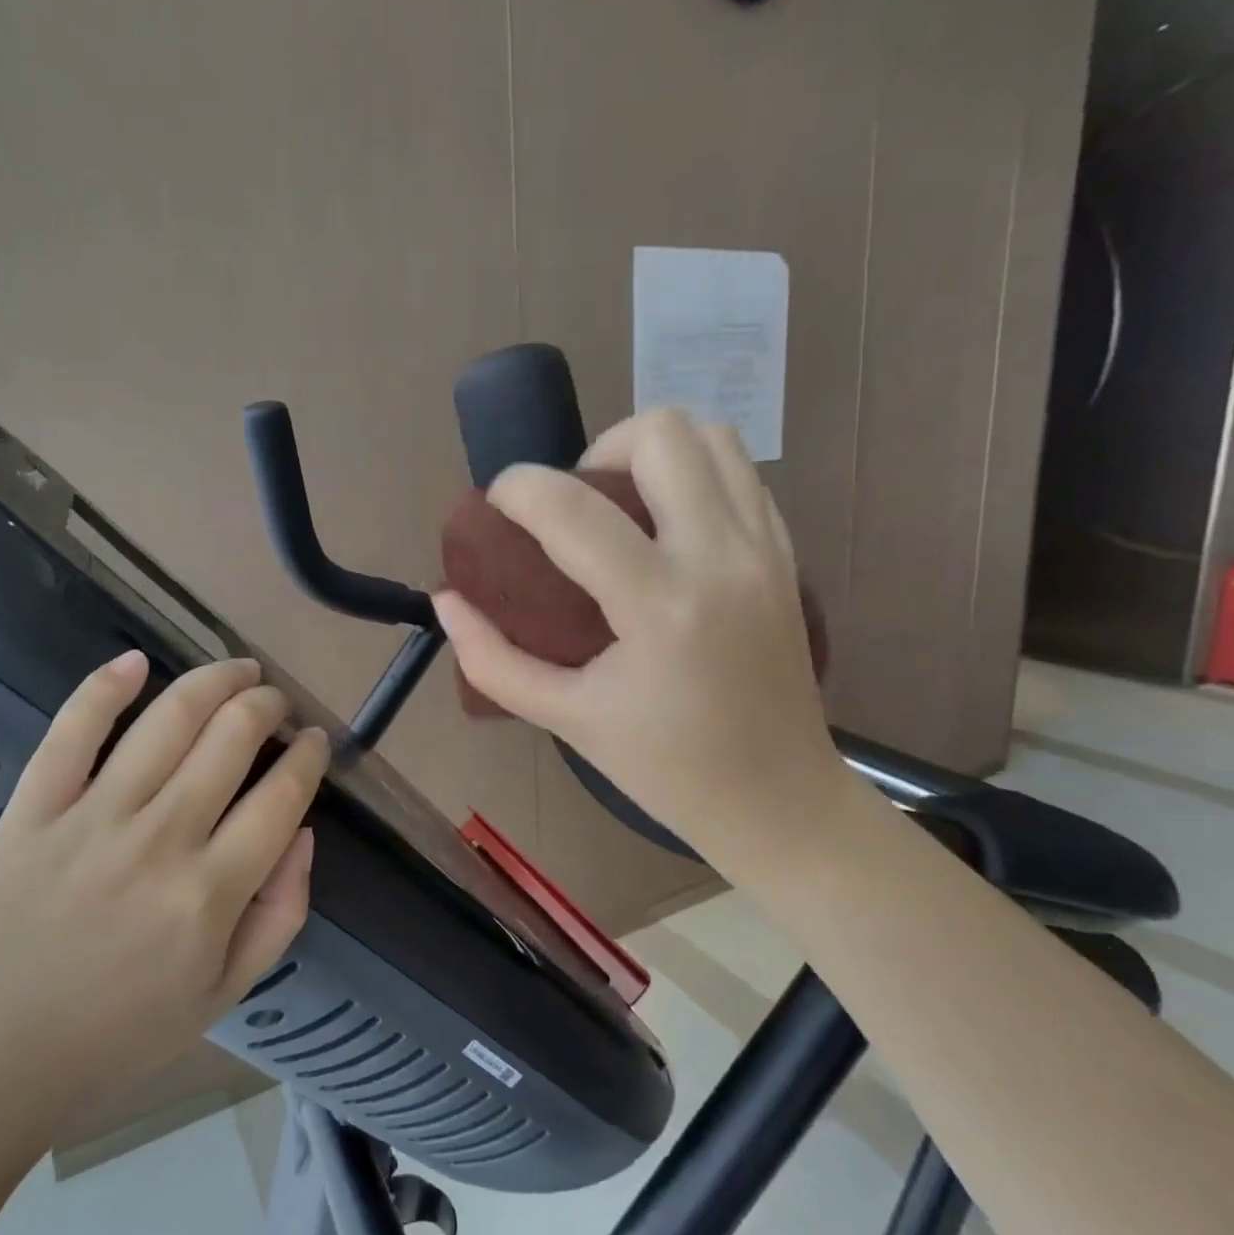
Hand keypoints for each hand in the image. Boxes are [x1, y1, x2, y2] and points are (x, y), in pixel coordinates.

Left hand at [0, 653, 328, 1145]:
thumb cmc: (123, 1032)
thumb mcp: (227, 991)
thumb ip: (283, 912)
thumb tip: (304, 830)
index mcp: (211, 893)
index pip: (283, 795)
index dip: (308, 756)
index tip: (313, 742)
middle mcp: (160, 841)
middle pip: (232, 737)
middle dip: (268, 705)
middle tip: (276, 703)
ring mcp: (92, 818)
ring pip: (169, 719)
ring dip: (215, 680)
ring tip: (238, 671)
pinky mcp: (34, 810)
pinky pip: (72, 731)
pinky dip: (105, 687)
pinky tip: (136, 662)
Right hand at [434, 408, 851, 866]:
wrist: (780, 800)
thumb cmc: (666, 769)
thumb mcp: (566, 719)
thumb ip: (492, 658)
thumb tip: (446, 600)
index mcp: (660, 608)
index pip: (570, 507)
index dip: (516, 488)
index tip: (498, 508)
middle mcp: (721, 558)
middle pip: (657, 433)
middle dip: (594, 451)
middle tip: (572, 508)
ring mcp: (764, 548)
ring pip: (710, 434)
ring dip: (649, 452)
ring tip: (620, 506)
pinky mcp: (786, 553)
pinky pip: (738, 471)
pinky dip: (692, 473)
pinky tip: (664, 525)